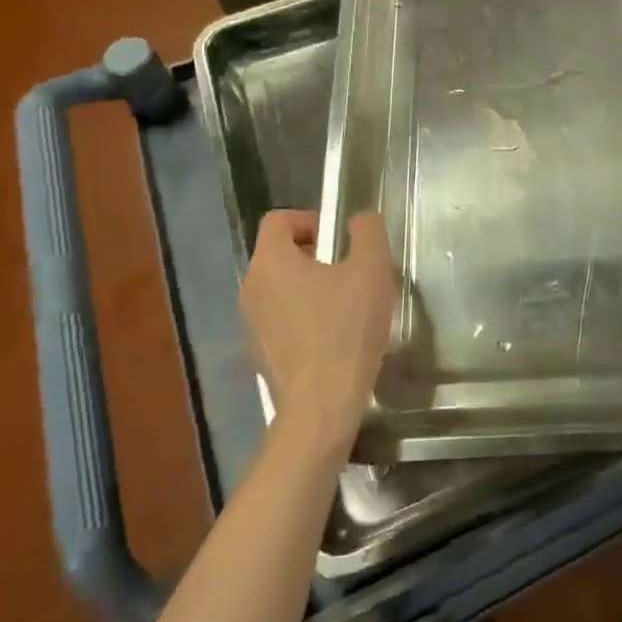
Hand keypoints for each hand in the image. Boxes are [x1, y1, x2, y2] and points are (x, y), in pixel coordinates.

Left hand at [239, 211, 397, 455]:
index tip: (340, 239)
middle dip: (314, 253)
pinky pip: (280, 318)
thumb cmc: (347, 328)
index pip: (279, 220)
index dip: (311, 219)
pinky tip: (333, 336)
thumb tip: (358, 220)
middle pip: (279, 253)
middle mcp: (251, 287)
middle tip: (349, 270)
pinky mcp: (259, 352)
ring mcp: (251, 323)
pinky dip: (303, 316)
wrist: (323, 403)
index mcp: (271, 261)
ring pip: (280, 287)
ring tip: (345, 304)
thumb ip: (367, 232)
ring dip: (310, 285)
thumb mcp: (371, 268)